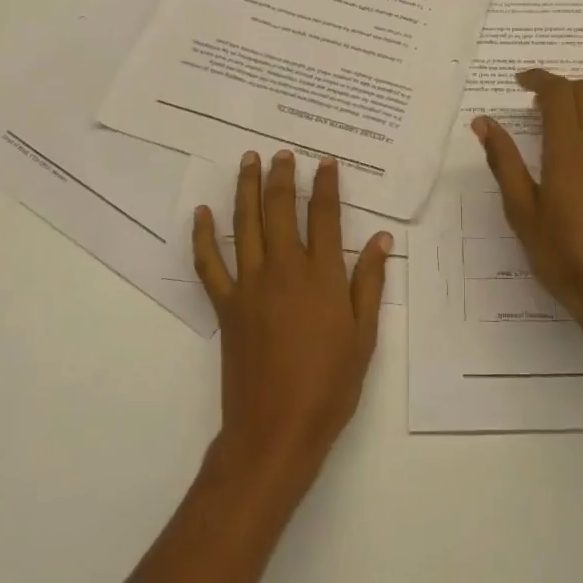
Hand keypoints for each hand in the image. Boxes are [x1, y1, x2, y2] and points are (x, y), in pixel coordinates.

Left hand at [192, 149, 392, 487]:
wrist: (276, 430)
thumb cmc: (330, 384)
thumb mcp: (364, 335)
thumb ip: (371, 282)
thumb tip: (382, 239)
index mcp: (322, 275)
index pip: (325, 216)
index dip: (326, 185)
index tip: (325, 161)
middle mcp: (284, 269)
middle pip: (281, 209)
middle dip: (283, 176)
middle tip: (283, 152)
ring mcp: (249, 285)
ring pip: (245, 224)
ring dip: (246, 189)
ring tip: (249, 161)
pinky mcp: (225, 306)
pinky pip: (209, 264)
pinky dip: (202, 237)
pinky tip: (201, 214)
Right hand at [472, 68, 582, 350]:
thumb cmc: (563, 255)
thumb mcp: (521, 211)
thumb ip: (504, 161)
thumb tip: (484, 122)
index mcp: (569, 147)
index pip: (558, 93)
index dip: (539, 79)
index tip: (520, 82)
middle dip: (559, 87)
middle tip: (534, 103)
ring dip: (581, 102)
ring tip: (557, 121)